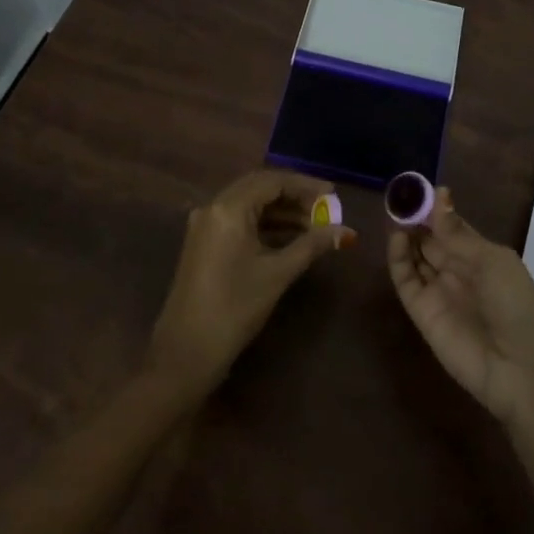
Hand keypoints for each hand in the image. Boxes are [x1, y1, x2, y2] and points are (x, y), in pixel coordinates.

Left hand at [147, 170, 352, 397]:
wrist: (186, 352)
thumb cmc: (235, 308)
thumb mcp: (278, 273)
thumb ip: (312, 245)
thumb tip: (346, 231)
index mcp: (228, 208)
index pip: (272, 181)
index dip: (305, 185)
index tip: (333, 194)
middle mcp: (213, 207)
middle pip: (259, 188)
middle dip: (294, 196)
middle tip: (326, 209)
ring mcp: (205, 225)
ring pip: (249, 205)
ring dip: (281, 212)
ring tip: (315, 227)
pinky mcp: (204, 243)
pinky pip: (239, 221)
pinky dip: (265, 225)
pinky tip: (289, 238)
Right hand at [388, 186, 533, 431]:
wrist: (522, 373)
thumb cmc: (518, 307)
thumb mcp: (493, 262)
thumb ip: (457, 233)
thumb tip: (438, 193)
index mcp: (483, 257)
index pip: (452, 227)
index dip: (436, 209)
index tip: (418, 187)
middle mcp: (459, 272)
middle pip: (431, 240)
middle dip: (416, 219)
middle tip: (398, 197)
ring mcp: (440, 292)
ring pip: (416, 257)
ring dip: (406, 235)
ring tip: (394, 213)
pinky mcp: (422, 313)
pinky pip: (406, 281)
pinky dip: (398, 259)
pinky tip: (396, 238)